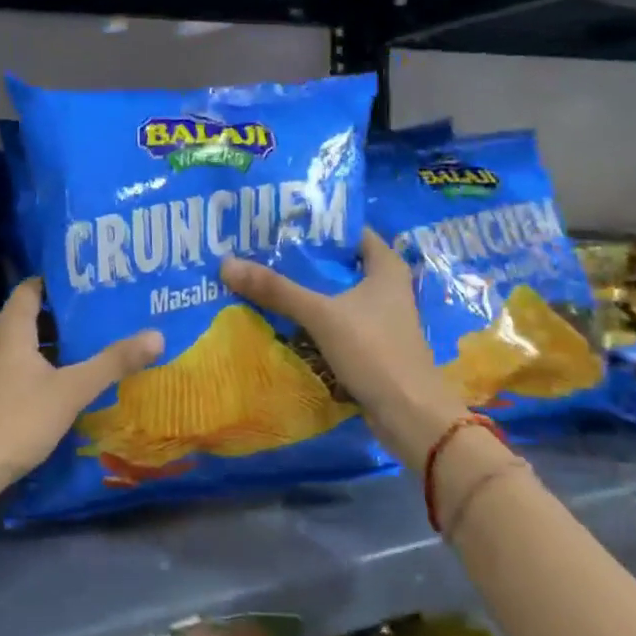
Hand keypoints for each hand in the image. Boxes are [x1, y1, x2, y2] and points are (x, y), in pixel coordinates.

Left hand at [0, 278, 162, 499]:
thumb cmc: (15, 421)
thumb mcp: (71, 391)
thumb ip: (112, 363)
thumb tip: (156, 334)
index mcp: (9, 330)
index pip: (29, 289)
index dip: (53, 282)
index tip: (84, 283)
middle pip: (23, 317)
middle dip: (55, 316)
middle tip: (91, 317)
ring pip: (14, 346)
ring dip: (42, 346)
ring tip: (77, 350)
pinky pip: (6, 370)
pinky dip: (28, 369)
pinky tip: (48, 387)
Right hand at [222, 229, 467, 470]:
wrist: (409, 414)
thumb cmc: (375, 351)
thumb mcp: (322, 315)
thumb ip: (277, 290)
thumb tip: (226, 264)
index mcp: (386, 266)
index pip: (349, 230)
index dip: (317, 224)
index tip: (279, 222)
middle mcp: (385, 287)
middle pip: (337, 264)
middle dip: (301, 260)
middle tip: (260, 250)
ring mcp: (378, 318)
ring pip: (333, 295)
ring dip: (304, 292)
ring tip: (261, 280)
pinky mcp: (369, 345)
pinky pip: (333, 323)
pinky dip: (311, 320)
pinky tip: (280, 319)